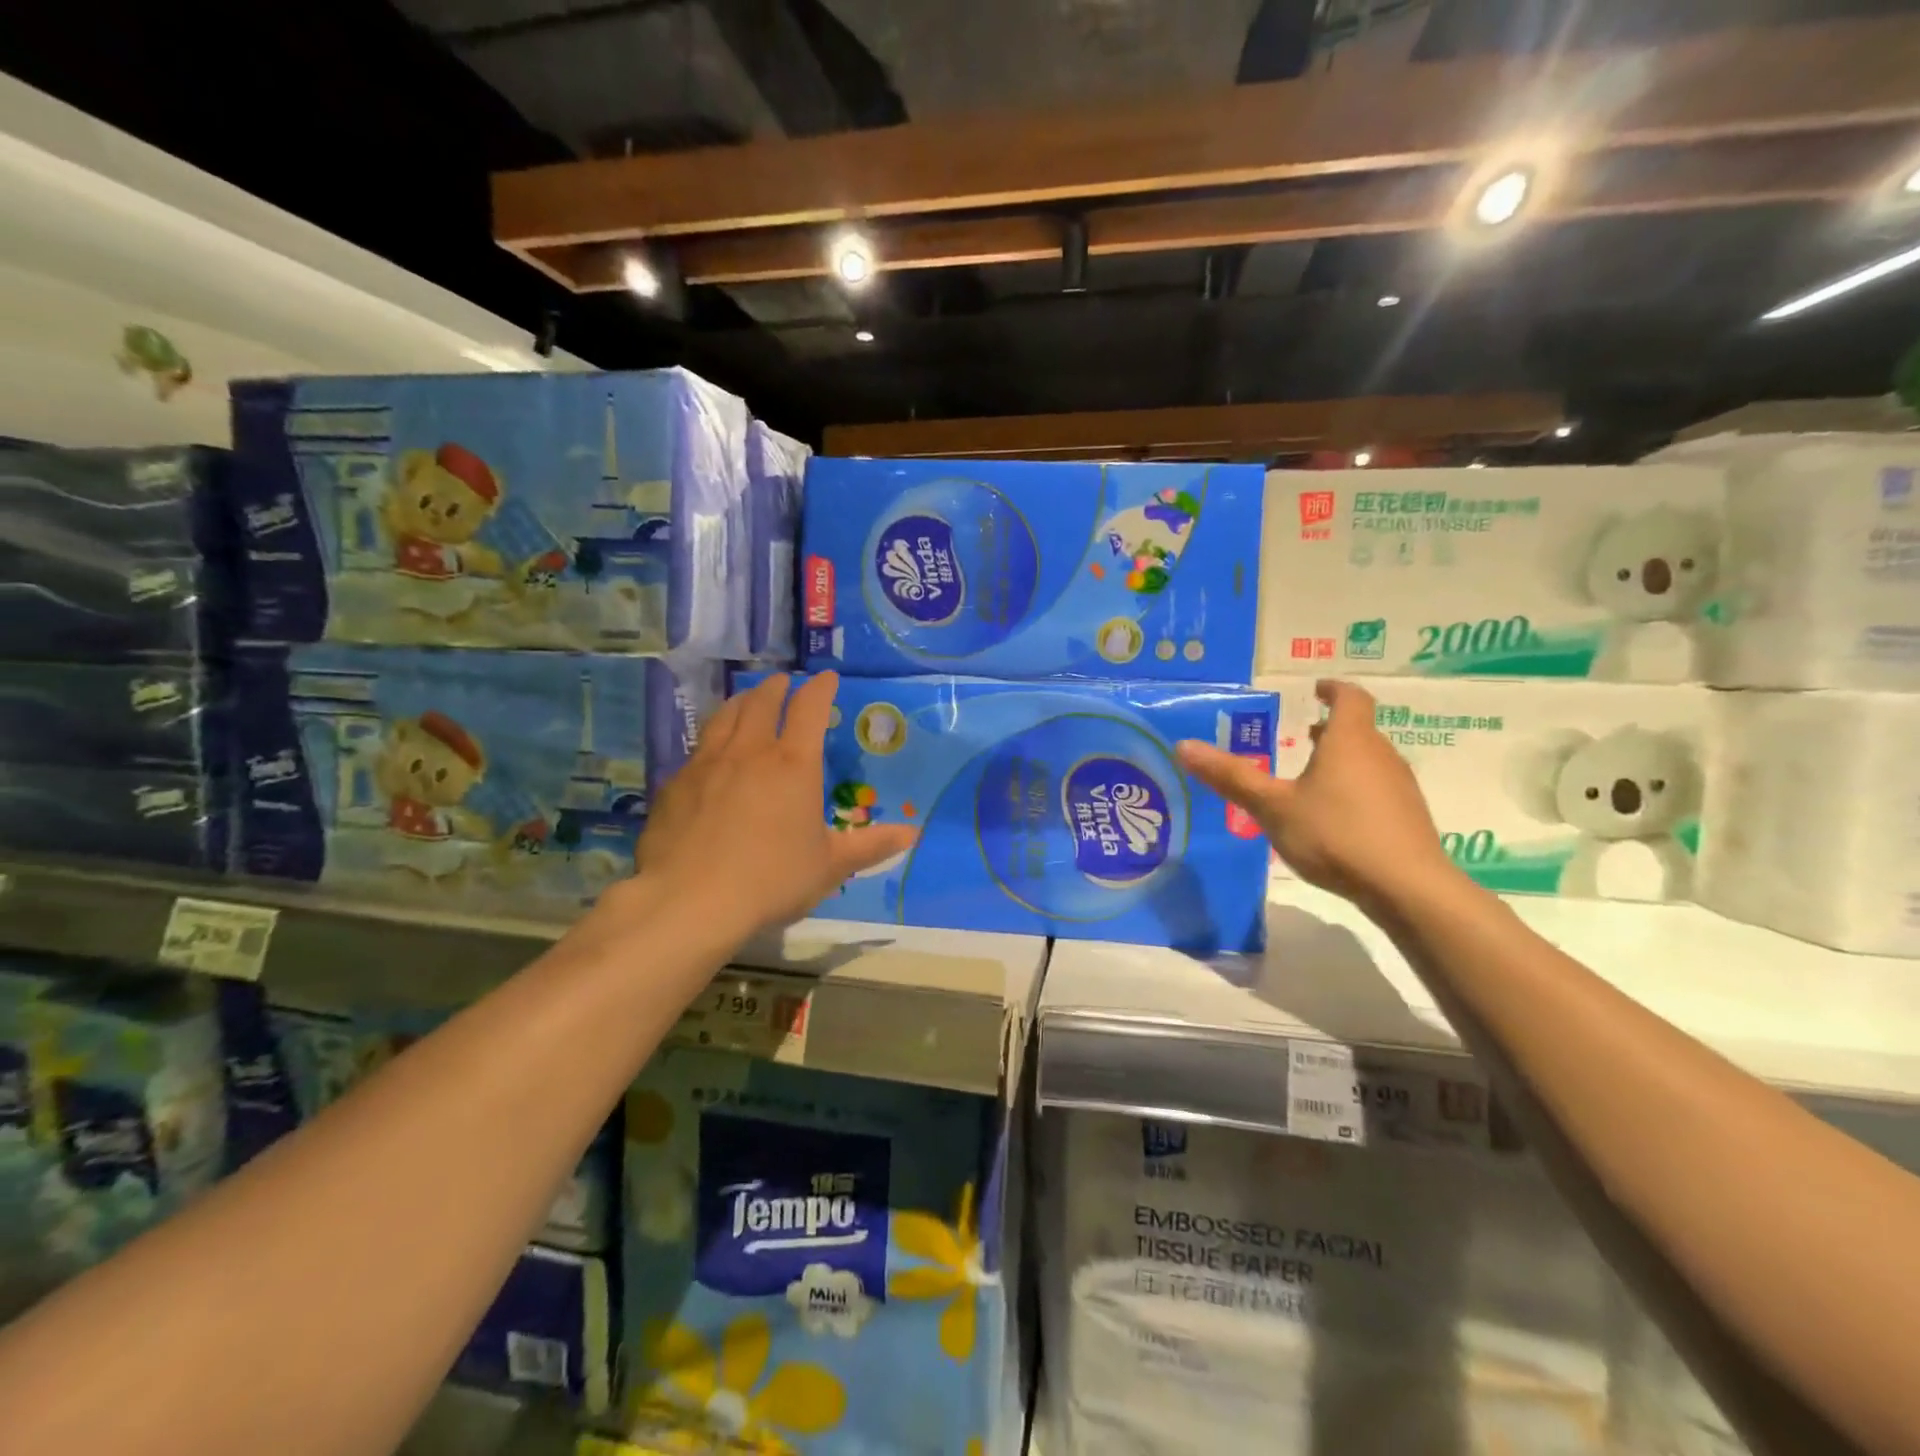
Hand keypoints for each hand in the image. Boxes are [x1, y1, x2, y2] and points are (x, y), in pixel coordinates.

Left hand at [629, 672, 915, 940]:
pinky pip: (699, 747)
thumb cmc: (772, 880)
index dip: (820, 688)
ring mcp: (708, 764)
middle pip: (763, 702)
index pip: (810, 709)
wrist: (690, 901)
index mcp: (794, 765)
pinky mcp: (675, 784)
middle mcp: (750, 752)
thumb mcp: (830, 866)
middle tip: (785, 683)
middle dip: (777, 687)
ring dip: (742, 701)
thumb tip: (913, 834)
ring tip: (748, 699)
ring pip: (726, 716)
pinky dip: (713, 736)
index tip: (827, 677)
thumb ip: (871, 845)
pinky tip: (711, 751)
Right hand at [1177, 679, 1459, 908]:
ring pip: (1369, 761)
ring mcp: (1399, 788)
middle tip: (1302, 735)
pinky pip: (1378, 789)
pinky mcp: (1407, 818)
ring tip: (1311, 776)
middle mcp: (1380, 755)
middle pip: (1359, 730)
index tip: (1317, 688)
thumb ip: (1230, 776)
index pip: (1350, 698)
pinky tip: (1334, 817)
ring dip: (1342, 760)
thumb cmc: (1334, 834)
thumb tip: (1183, 746)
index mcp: (1349, 741)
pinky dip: (1355, 788)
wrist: (1406, 888)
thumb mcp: (1272, 806)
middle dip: (1331, 729)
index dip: (1333, 689)